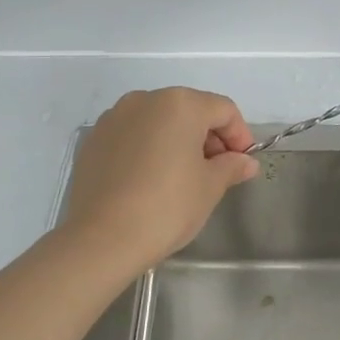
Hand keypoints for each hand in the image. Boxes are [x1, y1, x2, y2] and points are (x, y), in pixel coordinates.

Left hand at [61, 88, 258, 269]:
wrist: (101, 240)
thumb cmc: (167, 207)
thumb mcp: (210, 187)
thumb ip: (231, 166)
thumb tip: (245, 162)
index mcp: (180, 104)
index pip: (223, 110)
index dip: (240, 135)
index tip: (243, 163)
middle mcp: (146, 100)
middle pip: (190, 110)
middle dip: (208, 137)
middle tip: (217, 171)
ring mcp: (115, 118)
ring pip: (158, 121)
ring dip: (178, 141)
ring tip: (183, 176)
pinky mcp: (94, 140)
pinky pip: (132, 135)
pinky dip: (149, 148)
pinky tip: (150, 180)